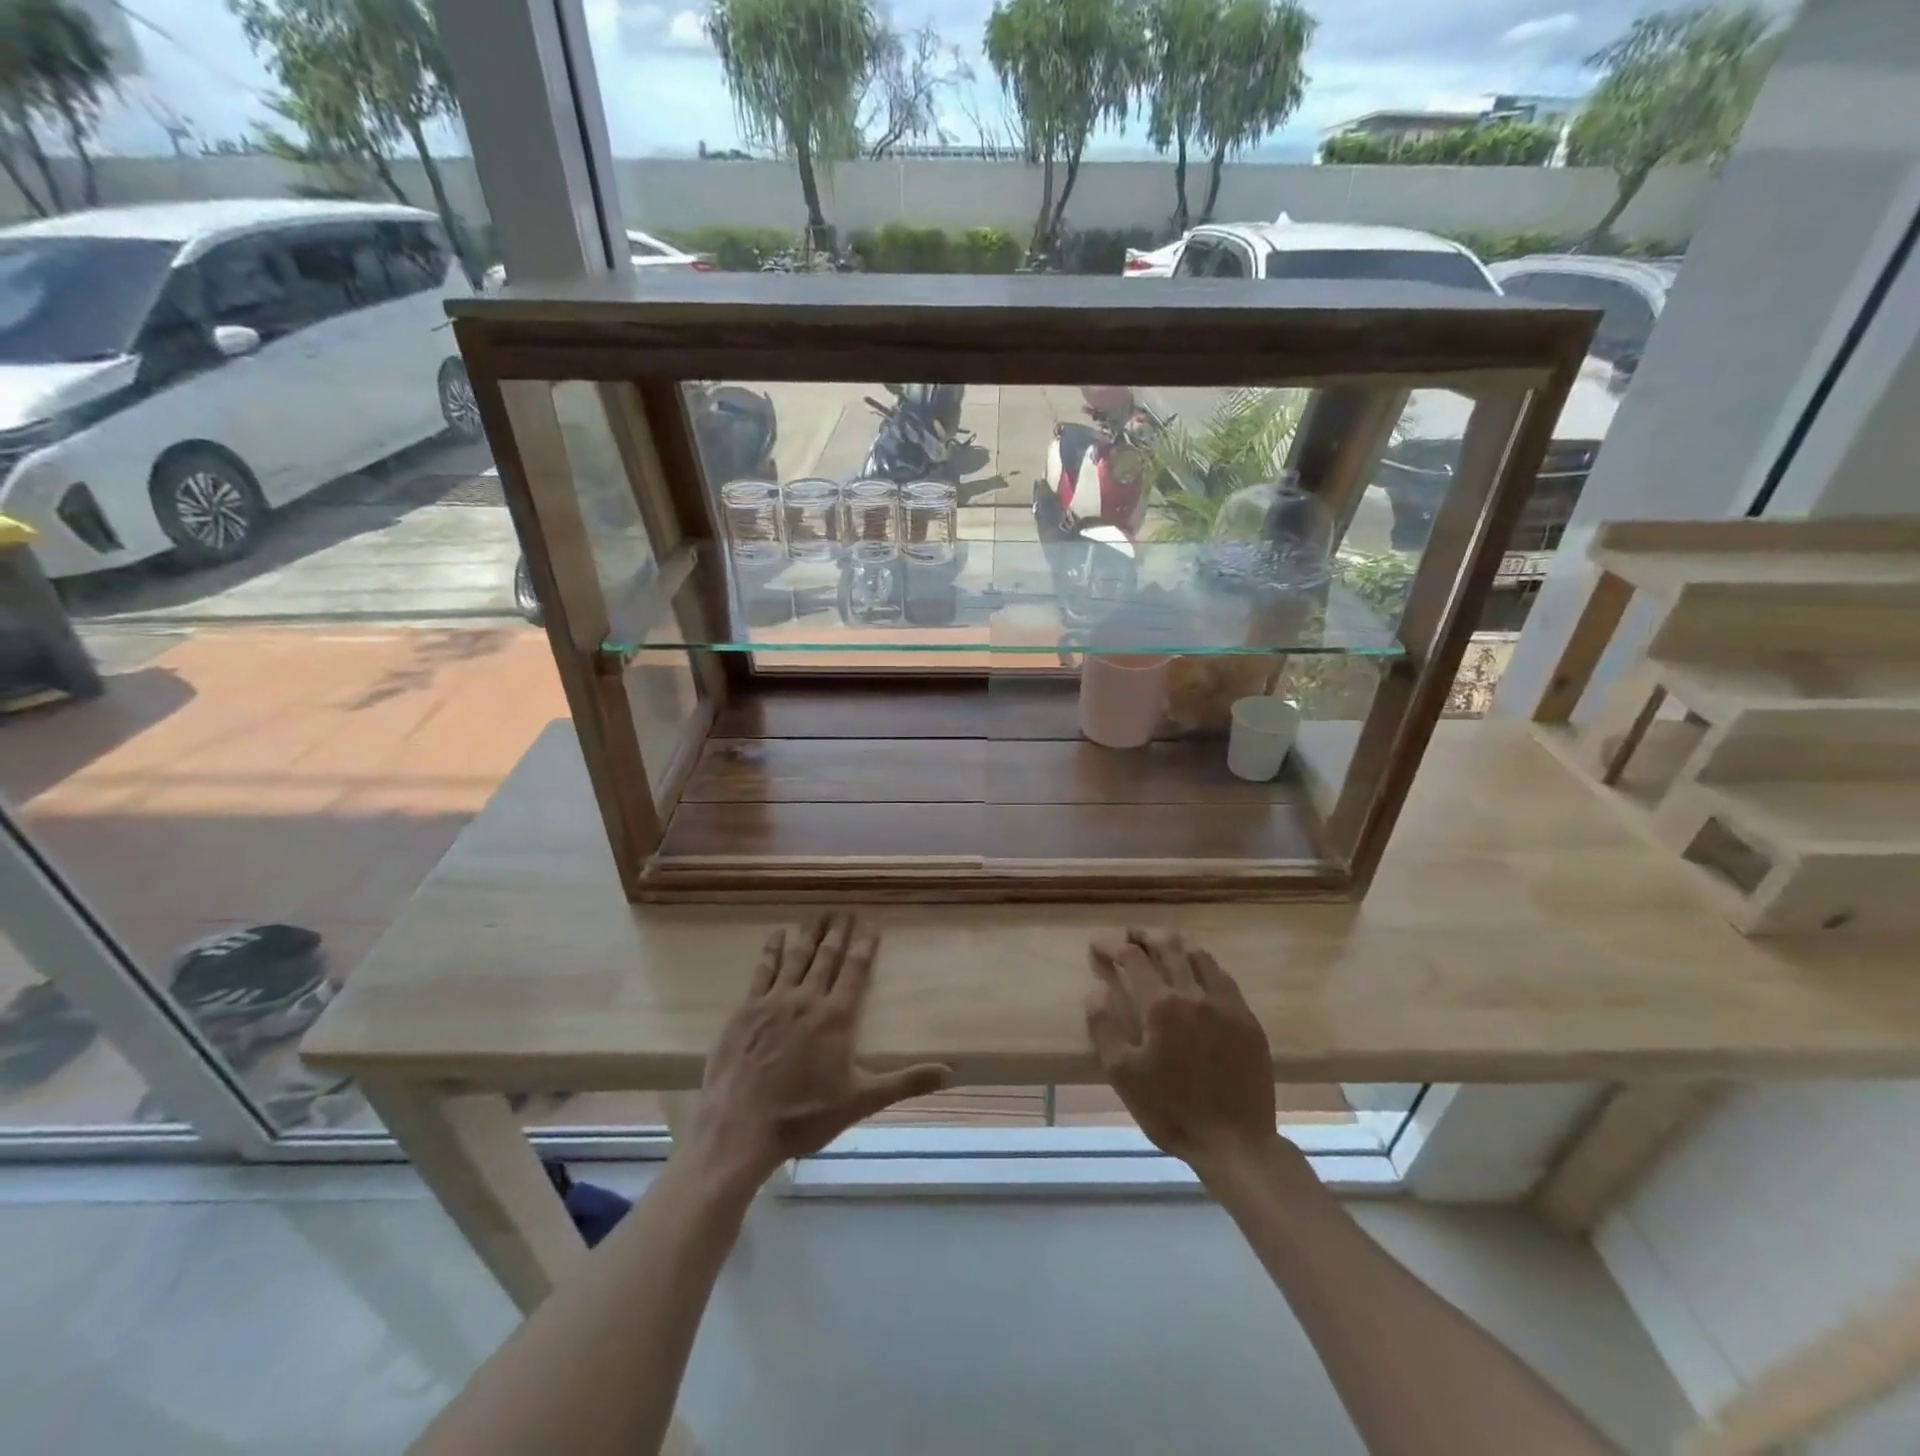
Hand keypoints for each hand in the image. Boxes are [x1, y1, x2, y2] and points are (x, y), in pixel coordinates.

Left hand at [680, 914, 950, 1192]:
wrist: (741, 1127)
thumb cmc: (804, 1115)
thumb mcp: (861, 1101)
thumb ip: (905, 1082)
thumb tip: (950, 1073)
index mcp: (837, 1017)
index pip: (855, 970)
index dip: (864, 945)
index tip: (870, 923)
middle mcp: (808, 999)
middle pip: (827, 956)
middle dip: (838, 932)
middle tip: (844, 910)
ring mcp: (774, 1001)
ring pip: (796, 957)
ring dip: (809, 933)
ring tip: (818, 914)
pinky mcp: (746, 1009)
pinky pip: (762, 970)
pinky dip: (771, 949)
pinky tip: (777, 934)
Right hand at [1085, 928, 1278, 1177]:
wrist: (1236, 1143)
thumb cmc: (1171, 1110)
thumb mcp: (1122, 1074)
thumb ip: (1104, 1025)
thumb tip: (1097, 987)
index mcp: (1161, 1004)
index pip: (1132, 957)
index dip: (1111, 946)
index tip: (1097, 947)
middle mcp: (1195, 993)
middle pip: (1168, 944)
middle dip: (1143, 934)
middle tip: (1128, 936)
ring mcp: (1226, 1003)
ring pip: (1199, 955)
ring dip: (1175, 944)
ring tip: (1160, 948)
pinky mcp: (1247, 1019)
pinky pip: (1222, 976)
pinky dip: (1201, 965)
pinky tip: (1196, 975)